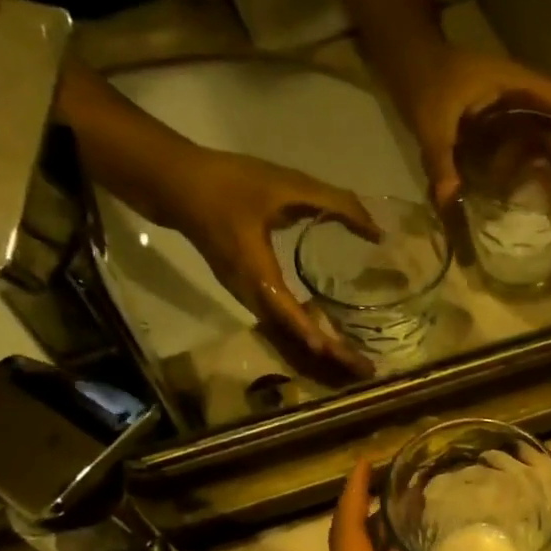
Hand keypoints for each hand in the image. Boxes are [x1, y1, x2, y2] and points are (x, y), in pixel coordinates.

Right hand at [169, 149, 385, 377]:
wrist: (174, 184)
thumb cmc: (230, 182)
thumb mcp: (286, 184)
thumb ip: (335, 203)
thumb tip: (376, 230)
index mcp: (257, 272)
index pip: (290, 314)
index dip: (317, 336)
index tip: (344, 355)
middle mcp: (251, 293)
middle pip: (293, 335)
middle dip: (328, 354)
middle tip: (364, 368)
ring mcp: (246, 295)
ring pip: (286, 332)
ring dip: (319, 347)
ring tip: (353, 358)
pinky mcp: (247, 291)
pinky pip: (280, 321)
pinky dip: (305, 331)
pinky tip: (328, 330)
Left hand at [393, 44, 550, 210]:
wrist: (409, 61)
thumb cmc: (424, 81)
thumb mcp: (430, 122)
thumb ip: (440, 159)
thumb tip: (449, 200)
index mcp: (518, 85)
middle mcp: (525, 95)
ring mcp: (516, 108)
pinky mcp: (505, 123)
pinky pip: (536, 142)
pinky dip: (548, 163)